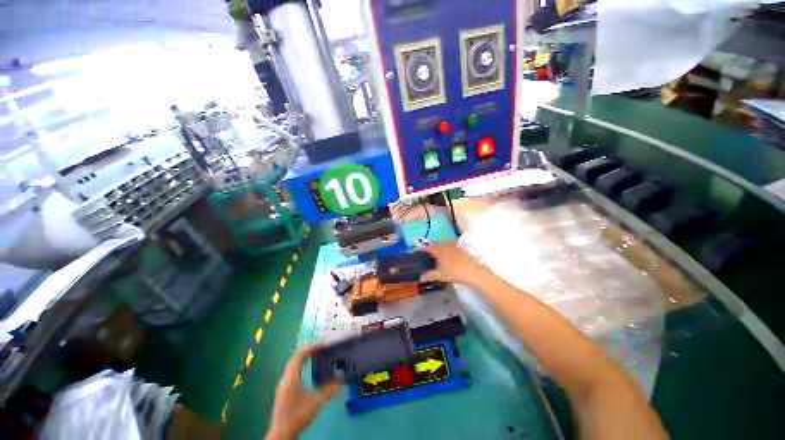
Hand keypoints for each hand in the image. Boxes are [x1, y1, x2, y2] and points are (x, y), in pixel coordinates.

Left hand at [266, 345, 343, 439]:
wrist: (282, 433)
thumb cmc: (298, 415)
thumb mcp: (316, 402)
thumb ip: (329, 391)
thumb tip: (343, 383)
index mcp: (291, 378)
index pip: (299, 355)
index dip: (310, 348)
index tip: (322, 345)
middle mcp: (285, 378)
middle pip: (294, 357)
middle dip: (307, 350)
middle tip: (320, 348)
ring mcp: (282, 384)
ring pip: (292, 364)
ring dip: (303, 357)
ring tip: (315, 354)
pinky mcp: (283, 389)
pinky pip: (291, 370)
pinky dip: (300, 364)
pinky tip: (307, 368)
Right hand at [419, 241, 486, 286]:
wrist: (473, 272)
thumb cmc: (454, 273)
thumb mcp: (440, 275)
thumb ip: (429, 276)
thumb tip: (420, 278)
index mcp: (439, 250)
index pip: (428, 247)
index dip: (422, 249)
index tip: (419, 251)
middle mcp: (445, 245)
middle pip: (436, 244)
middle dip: (431, 247)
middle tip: (427, 252)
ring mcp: (454, 246)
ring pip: (444, 243)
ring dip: (439, 246)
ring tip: (437, 251)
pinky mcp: (461, 248)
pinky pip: (451, 245)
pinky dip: (447, 247)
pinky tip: (449, 253)